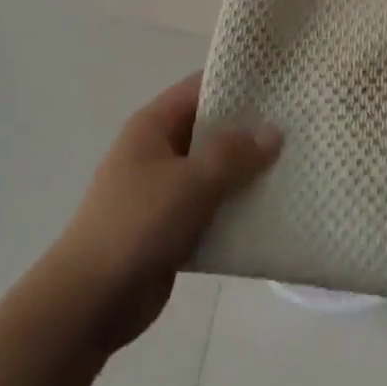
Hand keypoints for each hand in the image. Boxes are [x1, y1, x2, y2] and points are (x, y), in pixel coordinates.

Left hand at [49, 73, 279, 351]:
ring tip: (294, 165)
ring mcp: (164, 190)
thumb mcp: (190, 181)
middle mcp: (158, 150)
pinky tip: (272, 209)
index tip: (281, 83)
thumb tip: (273, 131)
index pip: (200, 88)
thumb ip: (234, 154)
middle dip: (250, 129)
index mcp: (154, 125)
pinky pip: (212, 206)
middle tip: (297, 126)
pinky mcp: (172, 227)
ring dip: (247, 172)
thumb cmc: (136, 225)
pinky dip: (236, 207)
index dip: (238, 82)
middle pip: (211, 128)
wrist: (89, 303)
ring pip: (214, 170)